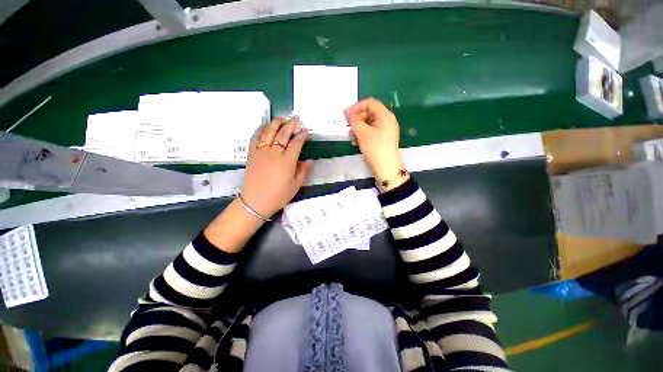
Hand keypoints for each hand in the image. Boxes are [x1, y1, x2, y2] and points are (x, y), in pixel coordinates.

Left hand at [240, 116, 311, 218]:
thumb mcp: (296, 185)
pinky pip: (255, 138)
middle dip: (291, 125)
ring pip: (268, 133)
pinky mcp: (252, 154)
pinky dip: (260, 130)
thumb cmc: (279, 195)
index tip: (306, 129)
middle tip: (296, 118)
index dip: (302, 135)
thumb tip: (309, 160)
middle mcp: (274, 153)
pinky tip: (265, 126)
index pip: (296, 143)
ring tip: (282, 117)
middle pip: (283, 134)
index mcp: (287, 161)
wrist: (255, 202)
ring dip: (276, 123)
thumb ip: (303, 171)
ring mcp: (261, 152)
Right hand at [345, 98, 407, 190]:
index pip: (370, 103)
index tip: (347, 116)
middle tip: (349, 129)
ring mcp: (385, 130)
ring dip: (358, 129)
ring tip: (353, 139)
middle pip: (369, 113)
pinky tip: (357, 143)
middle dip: (357, 120)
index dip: (357, 107)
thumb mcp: (362, 133)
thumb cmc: (375, 148)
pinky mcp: (382, 139)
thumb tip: (346, 110)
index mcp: (385, 115)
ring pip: (368, 124)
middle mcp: (387, 120)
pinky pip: (371, 132)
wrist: (386, 168)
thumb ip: (353, 120)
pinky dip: (363, 135)